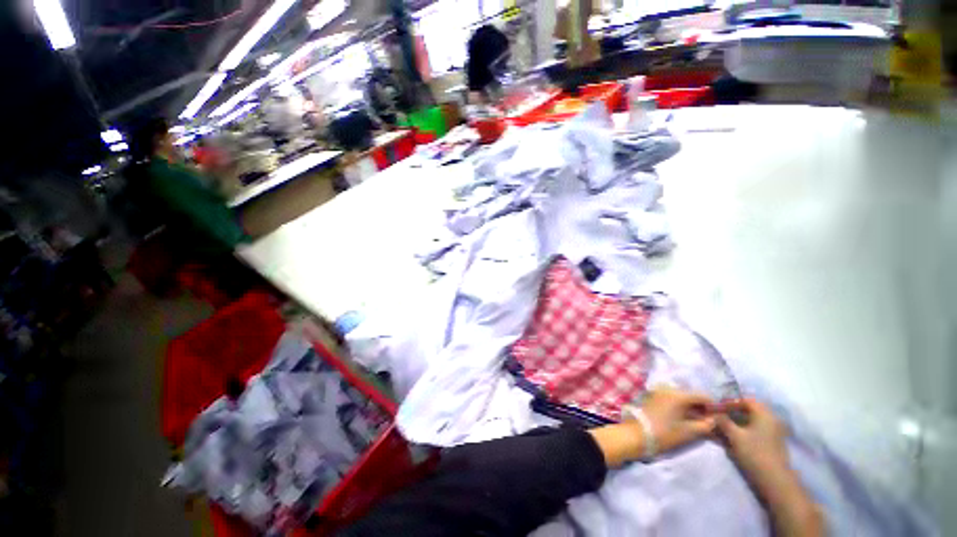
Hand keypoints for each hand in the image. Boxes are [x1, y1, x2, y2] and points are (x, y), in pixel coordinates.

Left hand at [635, 388, 717, 453]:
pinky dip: (681, 407)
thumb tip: (715, 420)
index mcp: (678, 394)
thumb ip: (706, 425)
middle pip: (691, 395)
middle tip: (709, 422)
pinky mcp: (654, 397)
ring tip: (699, 422)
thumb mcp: (689, 431)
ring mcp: (660, 392)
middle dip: (702, 407)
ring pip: (682, 398)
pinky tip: (685, 419)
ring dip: (691, 408)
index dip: (713, 406)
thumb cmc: (665, 433)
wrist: (637, 434)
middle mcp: (669, 389)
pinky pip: (672, 399)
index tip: (719, 418)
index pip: (702, 396)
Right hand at [716, 399, 790, 487]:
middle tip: (719, 416)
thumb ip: (723, 421)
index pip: (746, 400)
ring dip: (737, 421)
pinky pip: (755, 430)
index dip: (730, 402)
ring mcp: (773, 432)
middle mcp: (771, 420)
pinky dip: (743, 430)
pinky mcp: (771, 442)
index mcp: (764, 414)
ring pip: (752, 421)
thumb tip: (714, 413)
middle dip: (733, 412)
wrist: (774, 480)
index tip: (717, 407)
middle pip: (749, 410)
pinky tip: (733, 436)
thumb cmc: (754, 453)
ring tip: (723, 427)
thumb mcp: (735, 435)